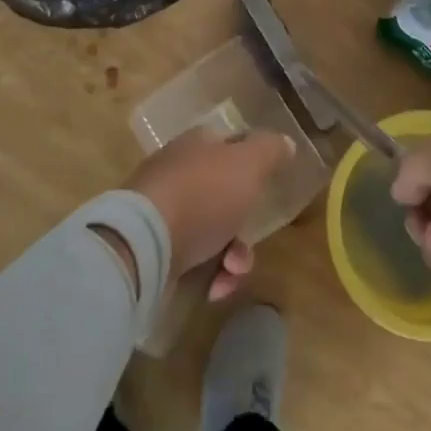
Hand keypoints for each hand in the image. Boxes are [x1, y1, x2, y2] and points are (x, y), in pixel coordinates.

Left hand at [124, 126, 296, 301]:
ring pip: (215, 231)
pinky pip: (194, 260)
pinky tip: (214, 288)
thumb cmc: (203, 194)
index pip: (232, 143)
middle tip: (249, 241)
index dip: (254, 162)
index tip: (269, 185)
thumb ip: (270, 150)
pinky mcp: (156, 248)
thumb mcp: (248, 163)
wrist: (145, 244)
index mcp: (198, 144)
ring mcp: (165, 211)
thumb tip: (286, 142)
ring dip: (233, 256)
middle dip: (245, 225)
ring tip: (233, 271)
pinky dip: (211, 274)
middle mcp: (180, 172)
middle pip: (227, 195)